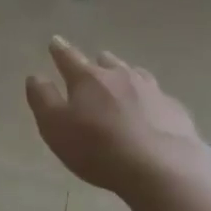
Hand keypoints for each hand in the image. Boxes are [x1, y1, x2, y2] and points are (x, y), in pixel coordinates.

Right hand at [26, 37, 209, 196]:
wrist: (162, 168)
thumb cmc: (99, 148)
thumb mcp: (56, 127)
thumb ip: (43, 99)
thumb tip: (35, 76)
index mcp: (88, 78)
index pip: (69, 57)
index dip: (59, 50)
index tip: (54, 42)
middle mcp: (120, 75)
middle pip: (105, 61)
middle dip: (97, 63)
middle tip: (93, 69)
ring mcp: (151, 90)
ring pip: (134, 74)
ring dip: (125, 77)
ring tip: (123, 85)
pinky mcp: (174, 109)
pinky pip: (158, 98)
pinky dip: (151, 101)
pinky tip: (152, 113)